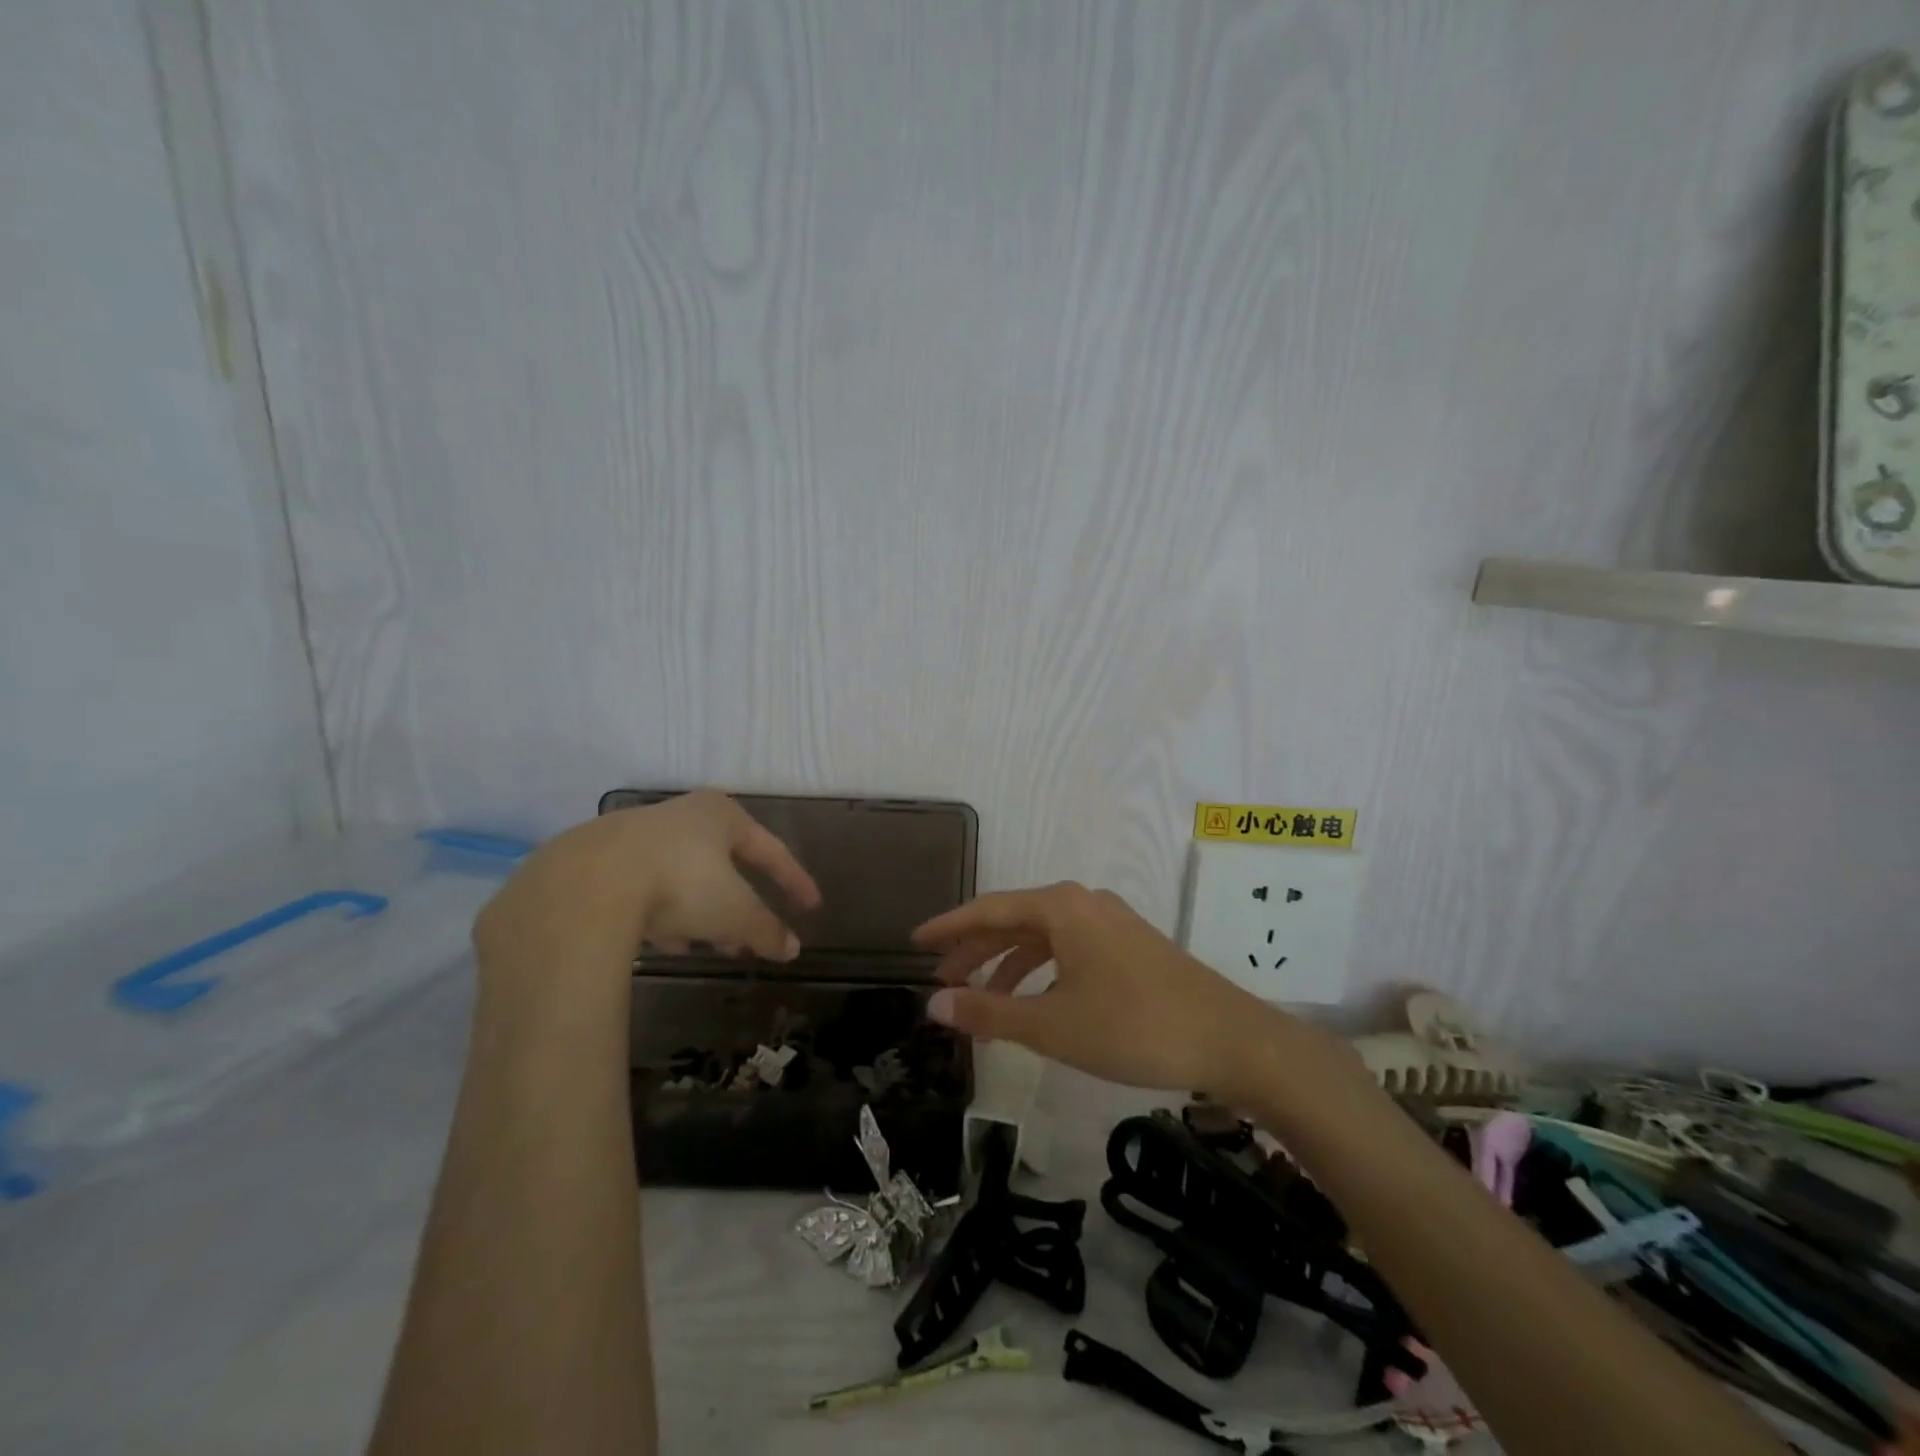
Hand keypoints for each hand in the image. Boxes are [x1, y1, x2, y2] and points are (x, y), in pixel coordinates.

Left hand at [473, 791, 819, 978]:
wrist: (585, 884)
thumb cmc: (679, 883)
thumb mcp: (733, 912)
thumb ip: (766, 929)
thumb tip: (792, 949)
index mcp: (720, 815)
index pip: (770, 849)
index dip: (793, 881)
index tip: (811, 907)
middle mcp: (680, 815)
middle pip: (722, 866)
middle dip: (738, 905)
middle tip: (749, 938)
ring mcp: (635, 836)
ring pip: (680, 879)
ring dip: (698, 914)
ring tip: (704, 948)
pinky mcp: (597, 861)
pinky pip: (643, 889)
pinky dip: (659, 915)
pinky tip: (661, 943)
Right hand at [913, 881, 1288, 1098]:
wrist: (1231, 1039)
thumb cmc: (1133, 1026)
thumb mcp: (1051, 1025)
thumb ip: (988, 1012)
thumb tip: (934, 1004)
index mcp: (1060, 907)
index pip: (987, 909)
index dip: (948, 927)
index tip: (914, 942)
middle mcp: (1083, 903)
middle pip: (1014, 920)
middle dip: (975, 951)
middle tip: (940, 980)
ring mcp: (1110, 922)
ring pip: (1043, 937)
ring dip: (1008, 966)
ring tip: (980, 1003)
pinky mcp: (1129, 945)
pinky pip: (1068, 949)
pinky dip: (1041, 973)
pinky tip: (1034, 1004)